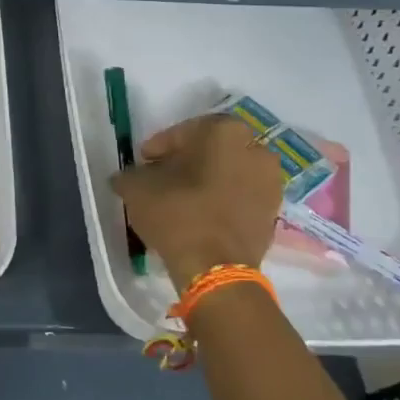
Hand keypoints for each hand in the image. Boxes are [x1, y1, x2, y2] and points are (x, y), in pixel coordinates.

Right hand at [111, 113, 285, 290]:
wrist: (216, 268)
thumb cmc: (178, 214)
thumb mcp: (137, 188)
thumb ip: (130, 175)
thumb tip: (126, 177)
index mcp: (224, 132)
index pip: (183, 131)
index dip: (159, 147)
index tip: (144, 162)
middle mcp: (255, 149)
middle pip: (211, 149)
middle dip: (186, 161)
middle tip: (162, 177)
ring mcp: (270, 182)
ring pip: (229, 171)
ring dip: (207, 180)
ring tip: (181, 198)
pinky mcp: (273, 212)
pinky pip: (241, 195)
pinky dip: (222, 199)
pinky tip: (200, 214)